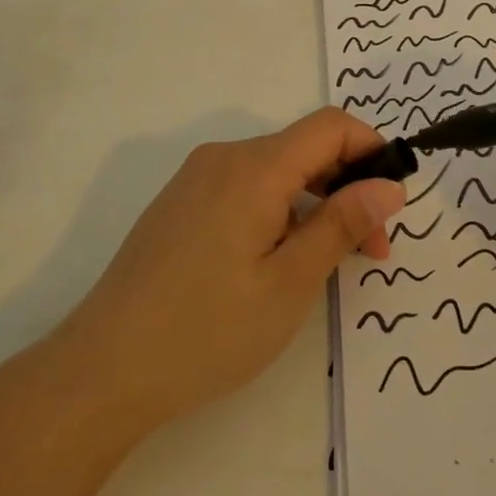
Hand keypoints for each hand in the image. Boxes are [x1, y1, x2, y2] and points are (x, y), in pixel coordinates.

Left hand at [59, 109, 405, 429]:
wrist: (103, 370)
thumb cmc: (207, 329)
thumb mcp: (290, 282)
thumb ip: (342, 224)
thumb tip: (389, 185)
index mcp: (253, 167)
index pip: (331, 126)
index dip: (372, 151)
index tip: (392, 204)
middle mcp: (223, 158)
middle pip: (304, 148)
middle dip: (348, 187)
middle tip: (369, 252)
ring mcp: (196, 180)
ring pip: (276, 170)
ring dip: (315, 203)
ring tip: (326, 263)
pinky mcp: (180, 204)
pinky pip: (246, 188)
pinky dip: (279, 210)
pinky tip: (277, 261)